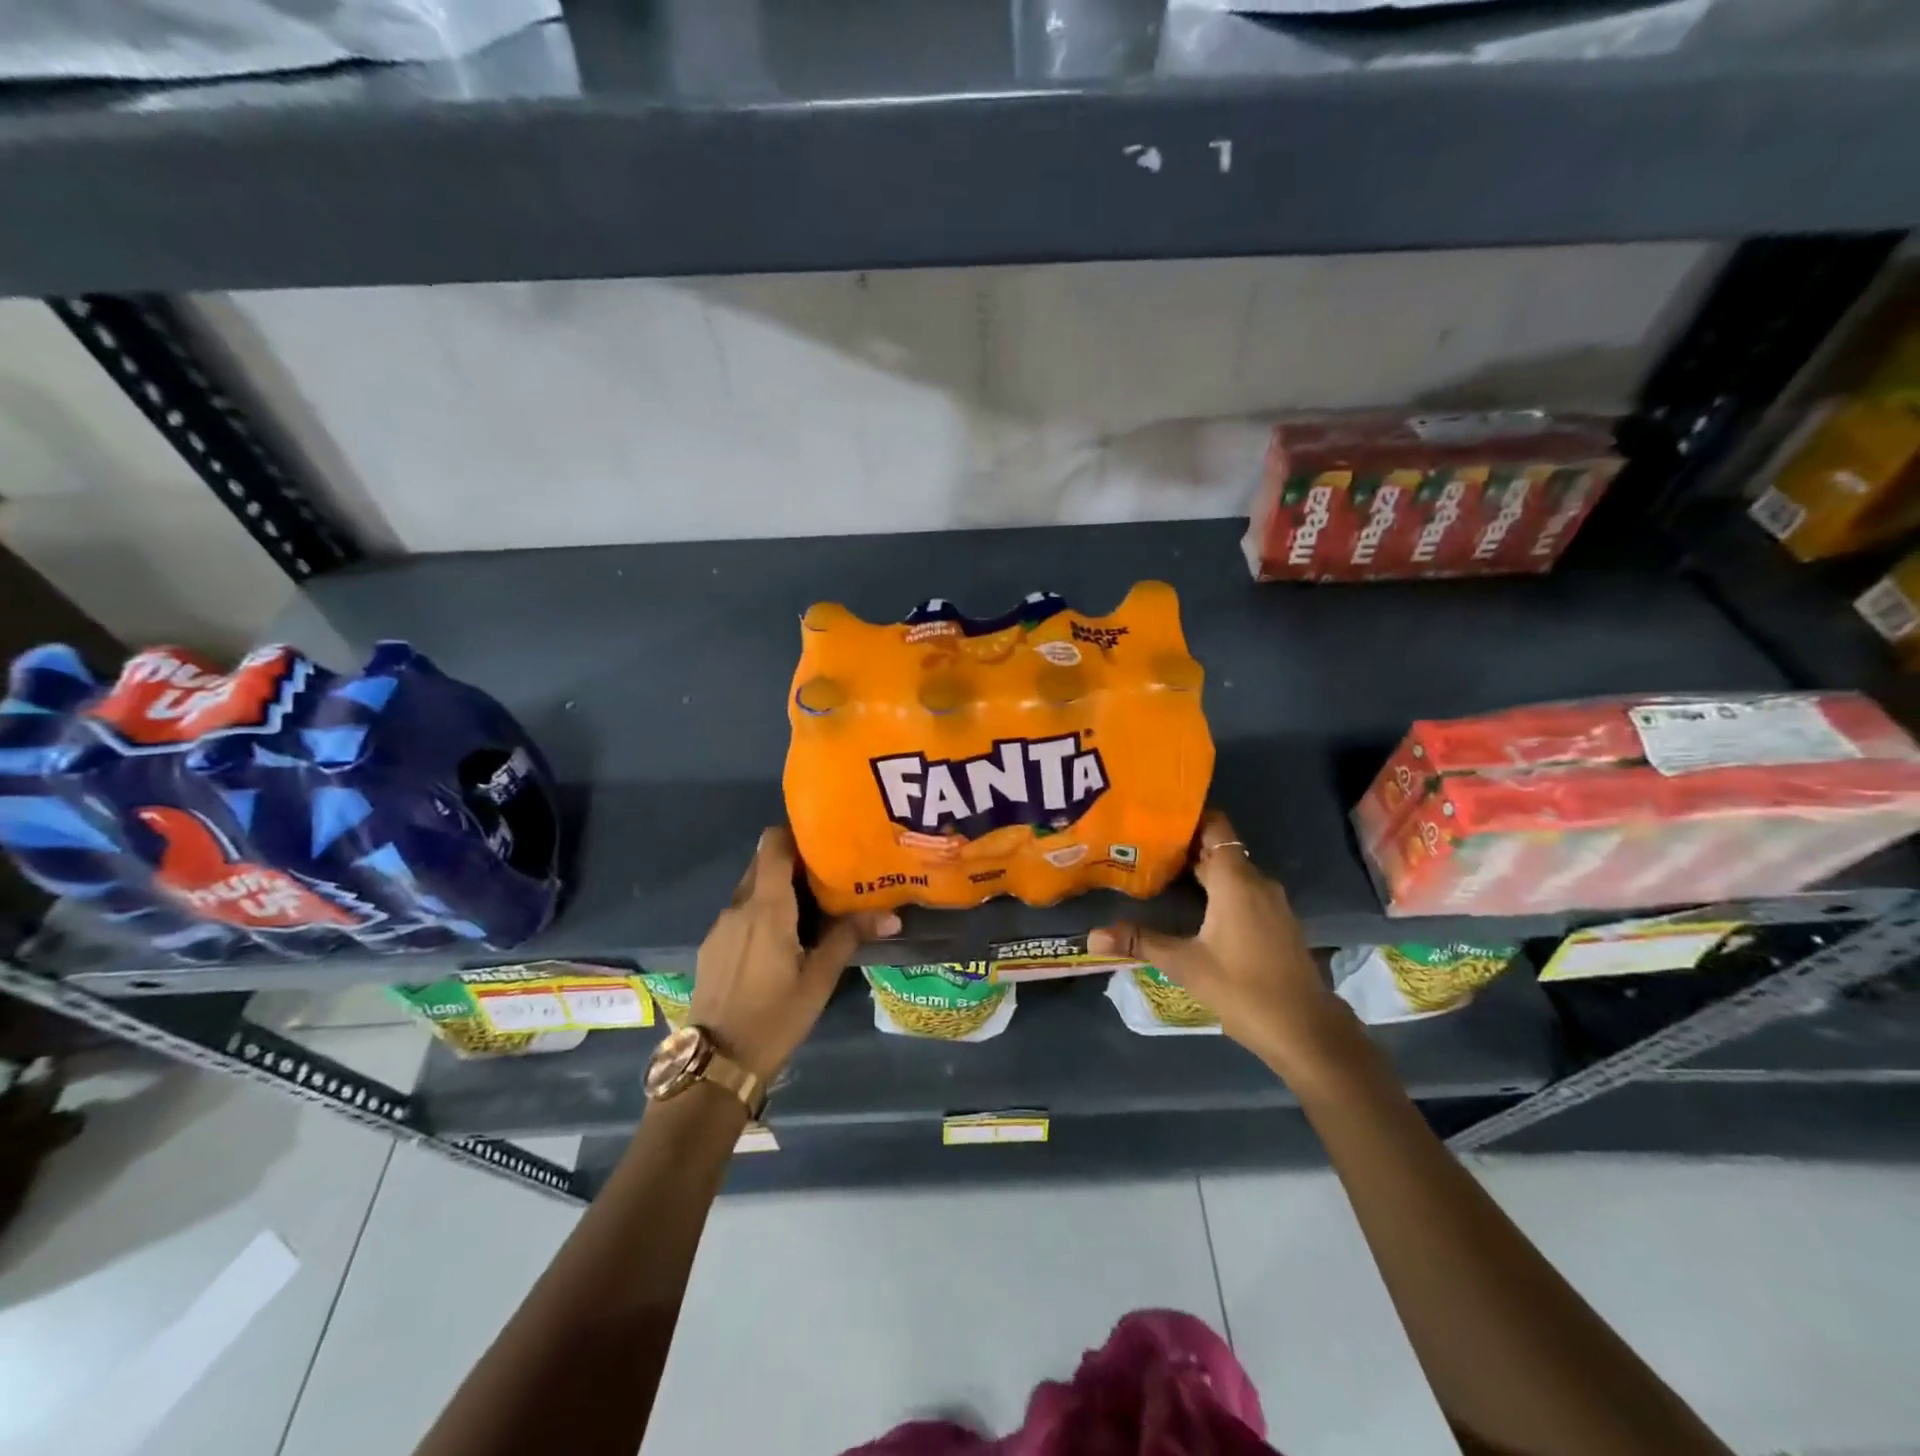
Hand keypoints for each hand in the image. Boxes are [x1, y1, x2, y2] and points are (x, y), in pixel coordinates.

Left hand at [690, 827, 898, 1080]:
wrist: (717, 1063)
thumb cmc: (775, 1017)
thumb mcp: (819, 979)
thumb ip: (849, 937)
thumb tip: (892, 915)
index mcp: (766, 906)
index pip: (773, 843)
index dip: (797, 833)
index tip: (825, 843)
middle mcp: (738, 906)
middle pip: (763, 863)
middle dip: (793, 862)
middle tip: (828, 875)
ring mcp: (720, 926)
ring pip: (751, 888)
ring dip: (777, 889)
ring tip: (810, 908)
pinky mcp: (712, 946)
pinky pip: (740, 913)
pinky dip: (761, 912)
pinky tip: (780, 941)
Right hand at [1089, 811, 1360, 1080]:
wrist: (1306, 1030)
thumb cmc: (1244, 989)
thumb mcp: (1185, 965)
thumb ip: (1140, 943)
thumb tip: (1092, 935)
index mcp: (1235, 879)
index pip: (1214, 826)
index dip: (1186, 819)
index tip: (1152, 821)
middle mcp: (1256, 880)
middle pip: (1218, 847)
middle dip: (1183, 846)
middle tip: (1142, 849)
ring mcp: (1270, 901)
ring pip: (1230, 870)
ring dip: (1199, 870)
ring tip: (1159, 874)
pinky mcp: (1276, 921)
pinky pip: (1242, 889)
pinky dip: (1217, 889)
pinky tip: (1191, 906)